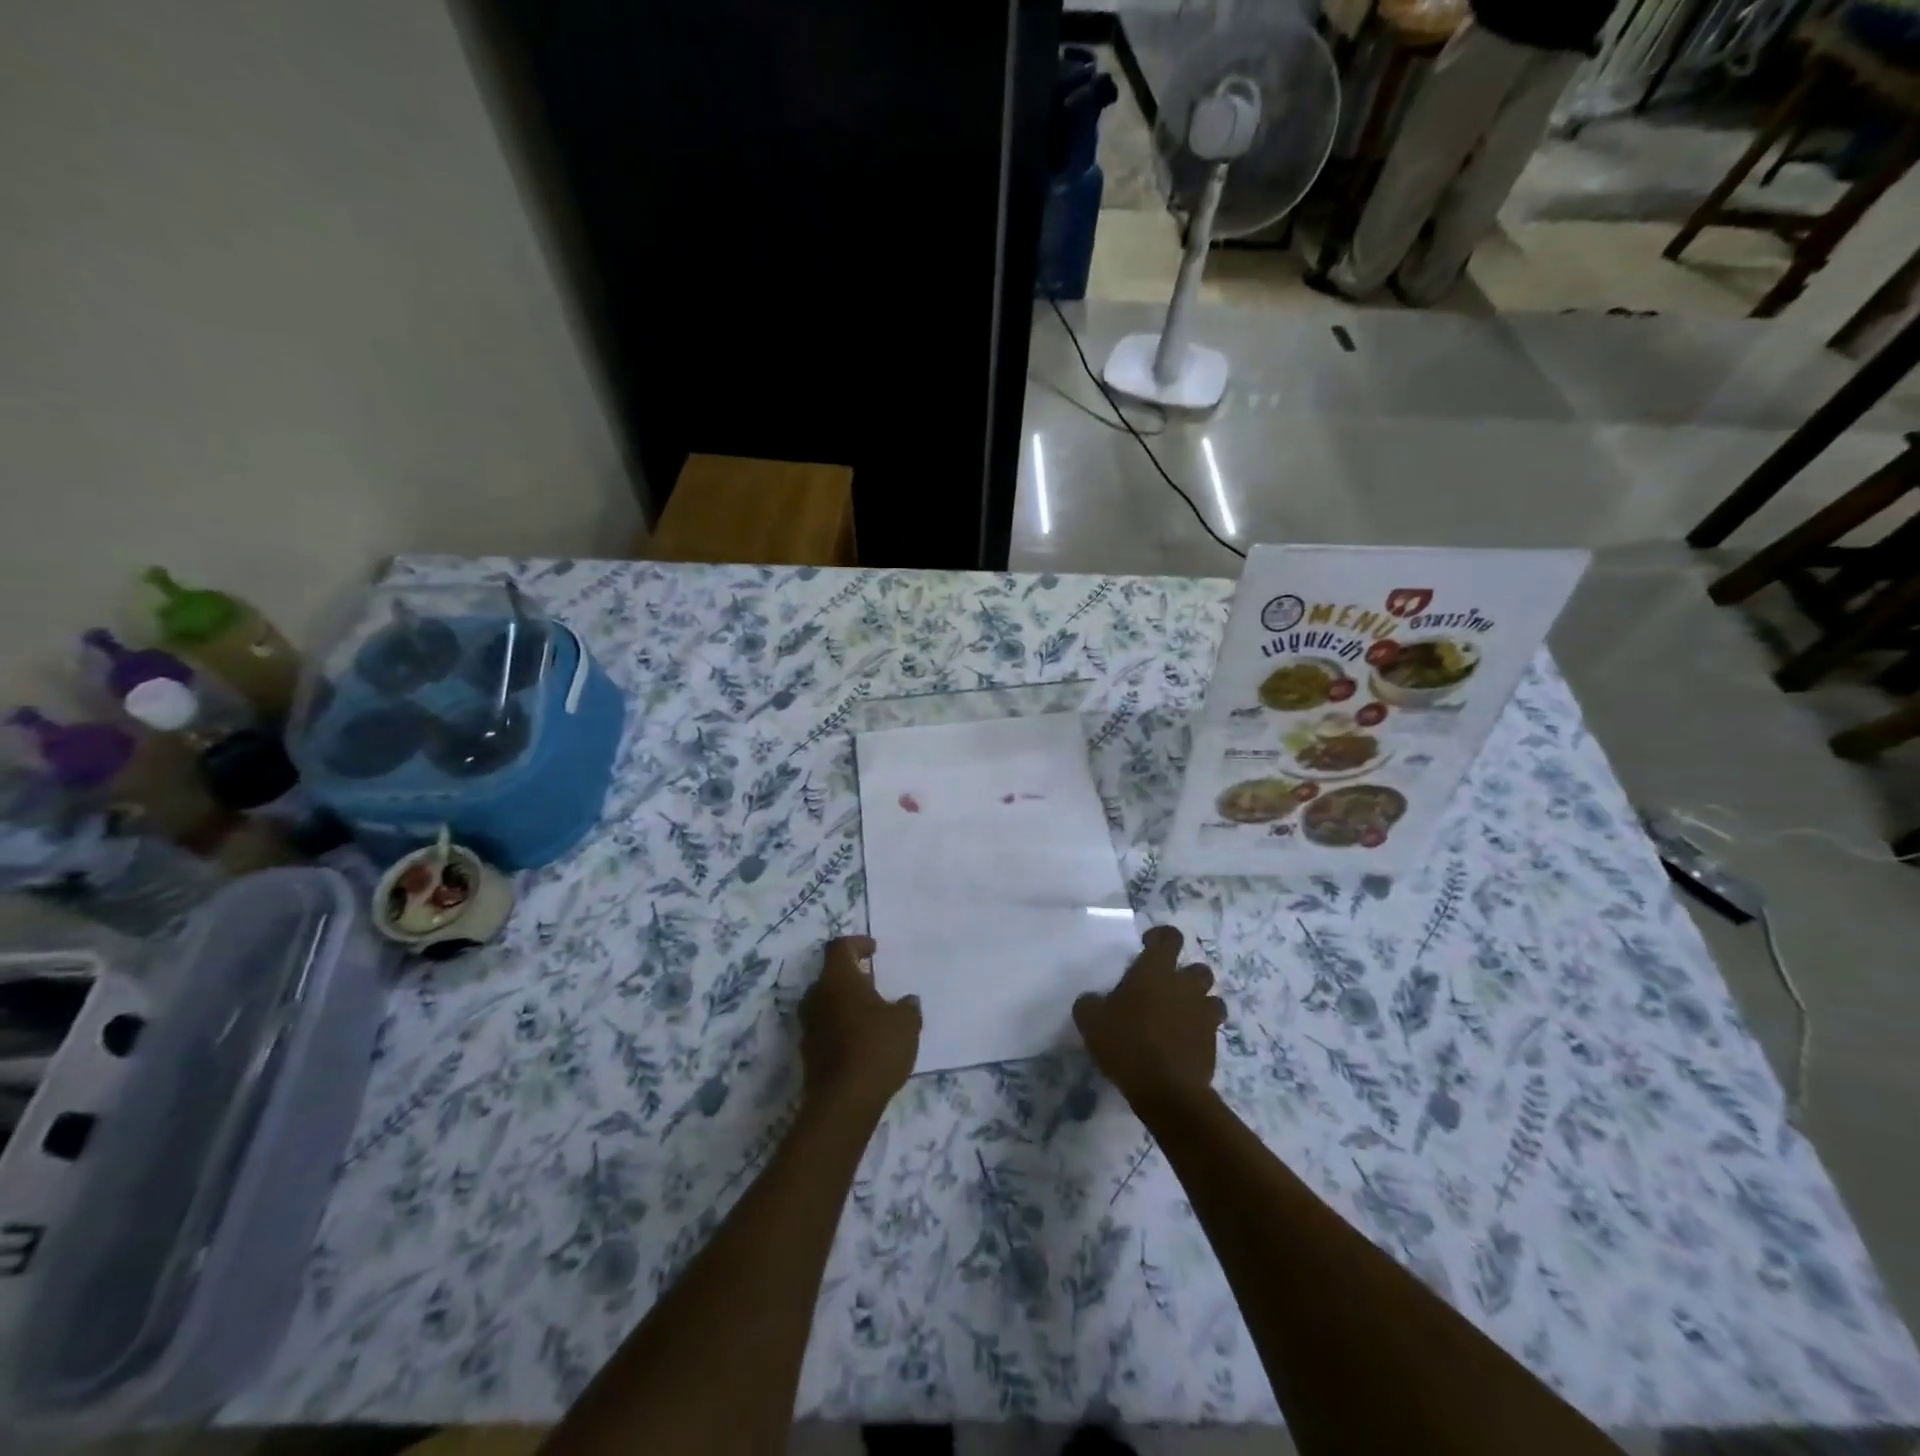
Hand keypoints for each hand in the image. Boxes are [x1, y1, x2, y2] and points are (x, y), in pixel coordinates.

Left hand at [800, 936, 920, 1118]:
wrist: (844, 1102)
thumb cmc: (876, 1048)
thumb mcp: (906, 1023)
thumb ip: (908, 1007)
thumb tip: (907, 1002)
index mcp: (838, 979)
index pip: (840, 947)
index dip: (857, 943)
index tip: (874, 950)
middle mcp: (816, 996)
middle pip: (831, 976)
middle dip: (852, 977)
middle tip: (874, 984)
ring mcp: (808, 1026)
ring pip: (826, 1003)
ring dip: (846, 1003)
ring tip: (871, 1015)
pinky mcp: (808, 1053)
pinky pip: (825, 1028)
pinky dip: (841, 1027)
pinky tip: (862, 1041)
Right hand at [1074, 926, 1224, 1115]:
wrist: (1167, 1091)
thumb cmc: (1127, 1043)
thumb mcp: (1090, 1020)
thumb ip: (1090, 1003)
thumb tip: (1092, 1000)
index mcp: (1156, 971)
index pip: (1169, 937)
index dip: (1160, 937)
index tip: (1147, 946)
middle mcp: (1185, 986)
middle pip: (1198, 968)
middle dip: (1185, 975)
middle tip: (1164, 989)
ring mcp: (1204, 1015)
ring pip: (1212, 998)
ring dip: (1198, 1003)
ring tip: (1178, 1017)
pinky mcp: (1213, 1044)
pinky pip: (1210, 1029)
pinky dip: (1198, 1032)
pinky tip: (1180, 1045)